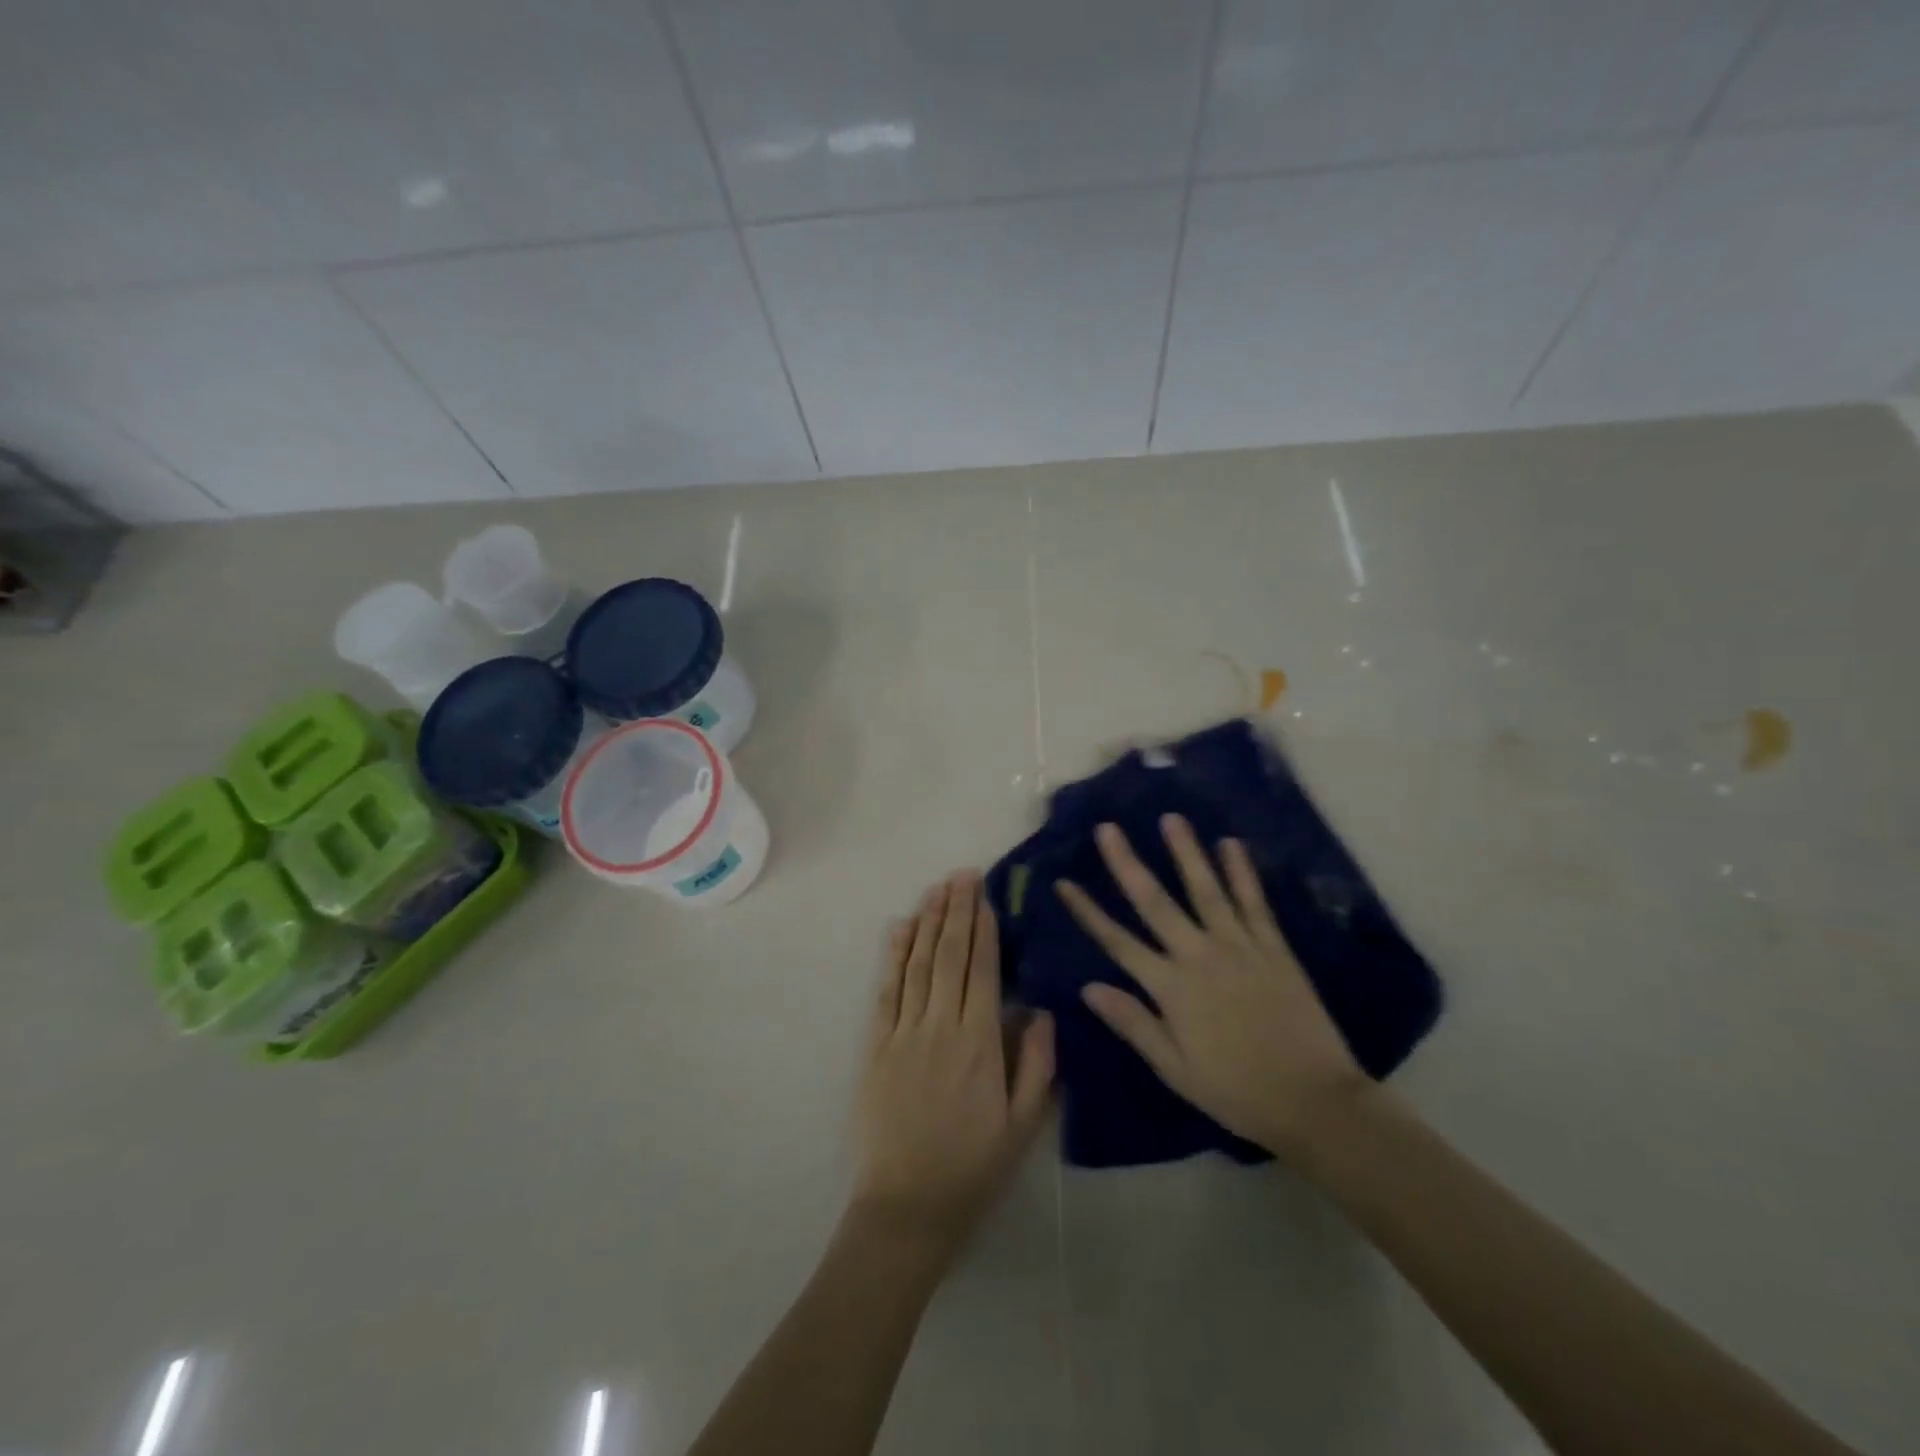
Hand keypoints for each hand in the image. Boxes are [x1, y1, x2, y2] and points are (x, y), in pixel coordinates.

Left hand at [850, 872, 1054, 1260]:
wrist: (906, 1208)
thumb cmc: (972, 1168)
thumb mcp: (1023, 1126)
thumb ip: (1036, 1064)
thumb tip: (1040, 1010)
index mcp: (978, 1044)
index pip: (981, 971)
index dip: (982, 929)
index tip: (984, 896)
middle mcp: (939, 1027)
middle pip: (948, 956)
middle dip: (956, 911)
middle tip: (962, 874)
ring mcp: (902, 1033)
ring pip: (916, 964)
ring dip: (926, 922)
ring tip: (935, 888)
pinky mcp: (876, 1046)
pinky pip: (885, 991)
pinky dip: (892, 956)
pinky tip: (898, 929)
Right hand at [1054, 816, 1366, 1158]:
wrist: (1315, 1102)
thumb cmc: (1236, 1091)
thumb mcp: (1175, 1069)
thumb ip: (1133, 1023)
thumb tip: (1089, 987)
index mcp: (1171, 989)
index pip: (1118, 942)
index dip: (1088, 911)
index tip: (1064, 882)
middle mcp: (1199, 956)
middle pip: (1155, 903)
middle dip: (1127, 864)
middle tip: (1108, 828)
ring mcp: (1239, 947)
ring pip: (1205, 891)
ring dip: (1186, 853)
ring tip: (1170, 818)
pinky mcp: (1274, 948)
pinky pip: (1254, 903)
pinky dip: (1242, 872)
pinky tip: (1231, 844)